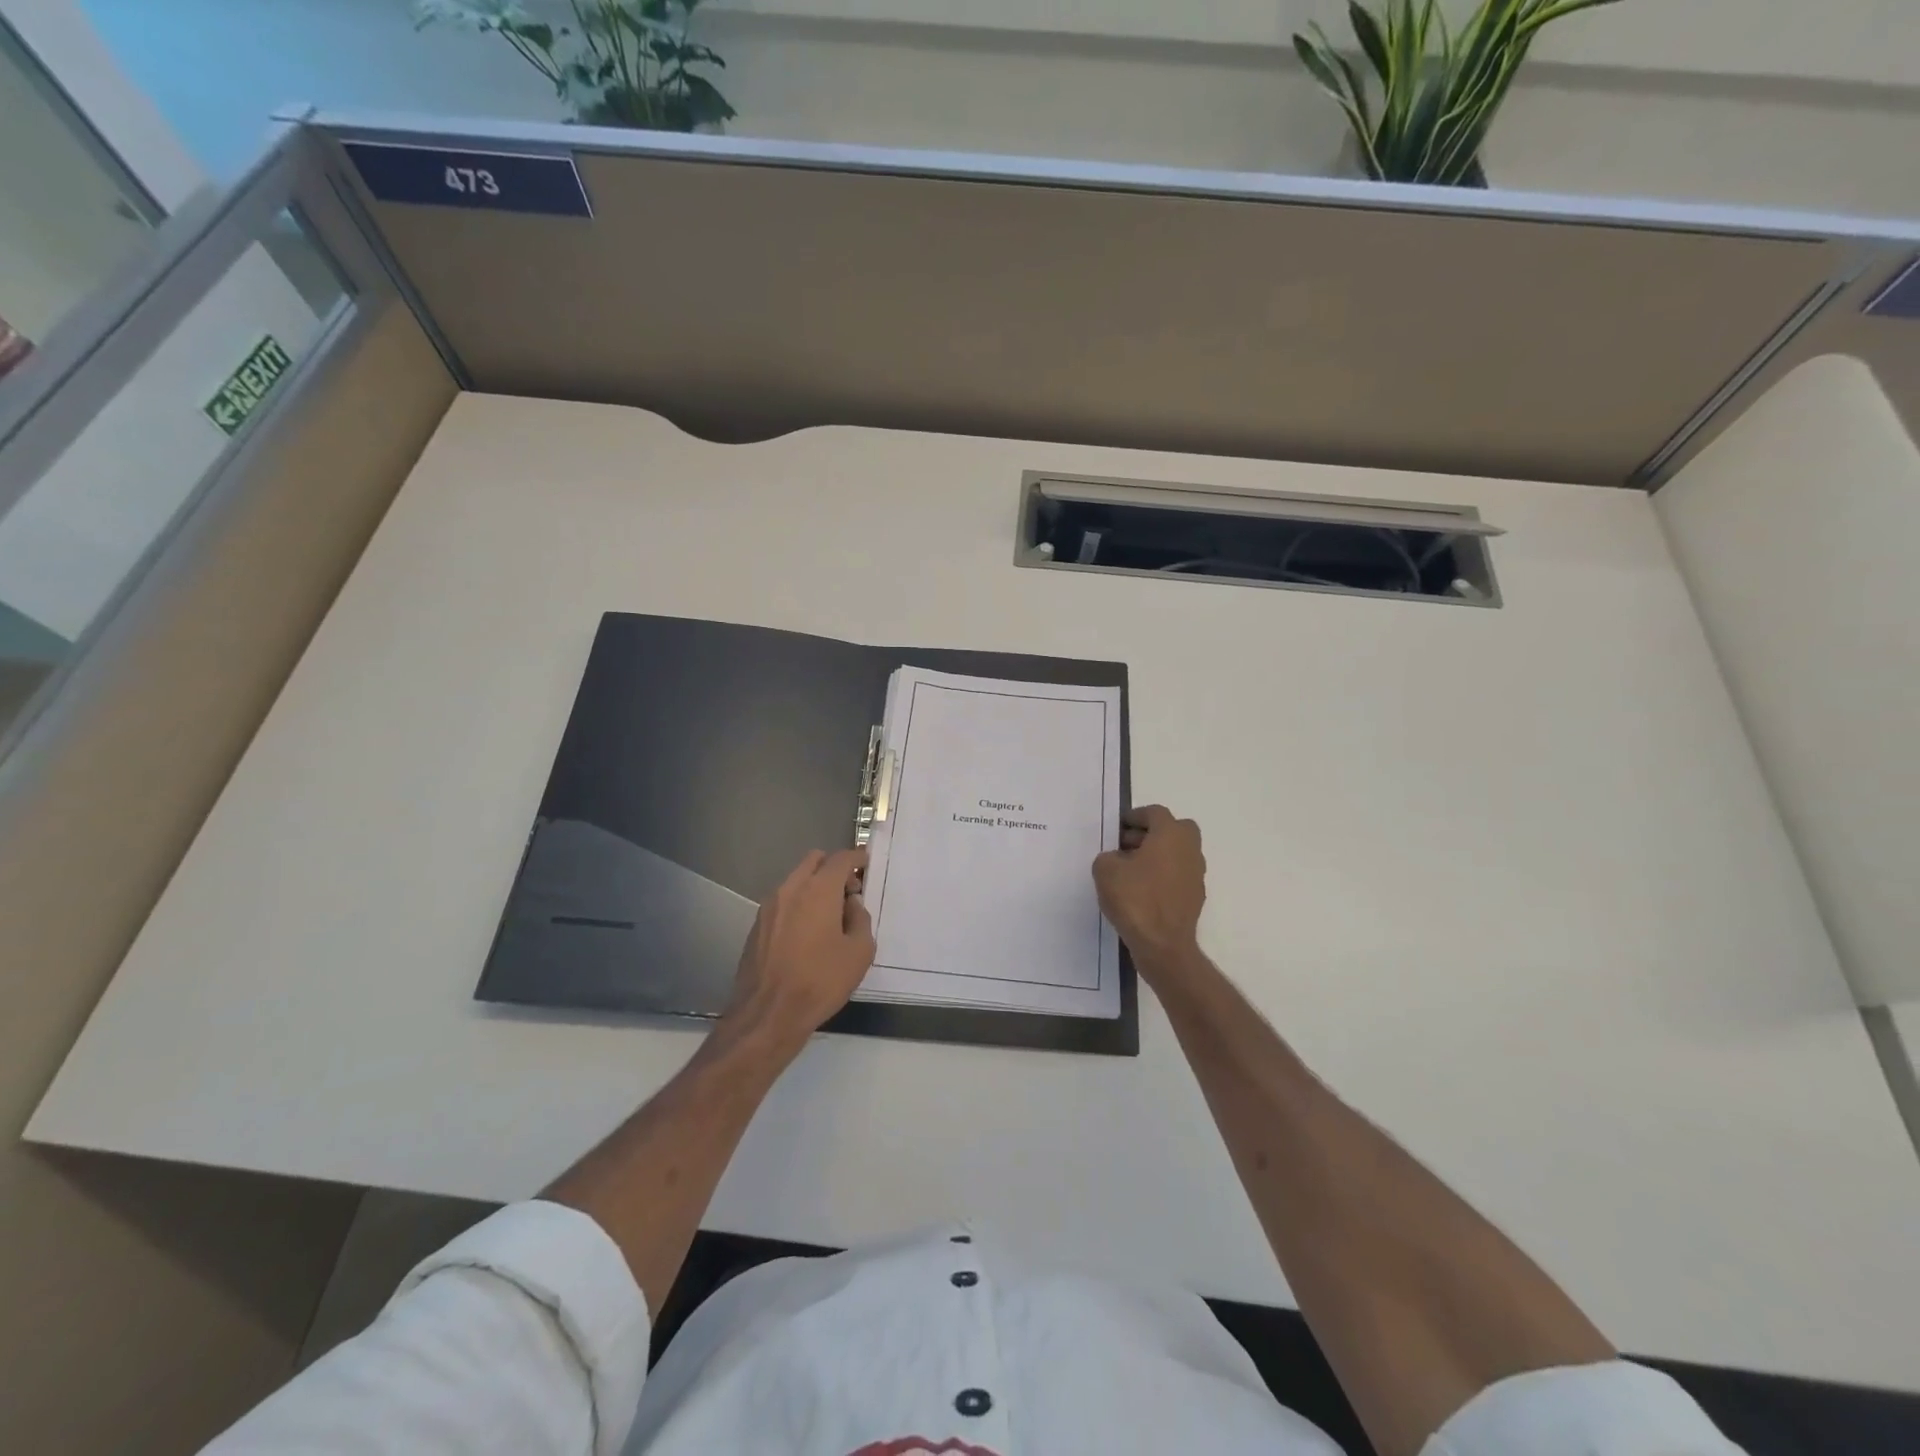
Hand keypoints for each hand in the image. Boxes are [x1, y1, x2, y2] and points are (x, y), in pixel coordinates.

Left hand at [725, 848, 875, 1052]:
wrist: (768, 1014)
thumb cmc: (820, 981)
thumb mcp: (859, 952)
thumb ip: (860, 919)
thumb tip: (850, 905)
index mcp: (818, 890)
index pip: (840, 859)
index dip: (857, 859)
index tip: (867, 865)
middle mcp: (790, 889)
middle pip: (814, 861)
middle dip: (834, 869)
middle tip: (849, 893)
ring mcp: (769, 906)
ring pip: (796, 880)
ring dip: (814, 887)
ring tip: (829, 917)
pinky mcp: (757, 925)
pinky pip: (783, 901)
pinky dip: (798, 904)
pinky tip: (807, 934)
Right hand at [1093, 805, 1205, 983]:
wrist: (1163, 945)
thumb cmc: (1135, 899)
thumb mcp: (1105, 870)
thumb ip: (1108, 856)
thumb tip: (1117, 859)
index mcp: (1170, 834)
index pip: (1155, 813)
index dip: (1135, 816)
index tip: (1118, 827)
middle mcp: (1189, 849)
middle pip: (1174, 829)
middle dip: (1151, 833)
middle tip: (1128, 845)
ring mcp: (1196, 874)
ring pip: (1178, 852)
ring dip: (1158, 854)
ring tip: (1131, 870)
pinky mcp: (1196, 896)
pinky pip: (1178, 875)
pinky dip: (1163, 875)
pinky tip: (1143, 891)